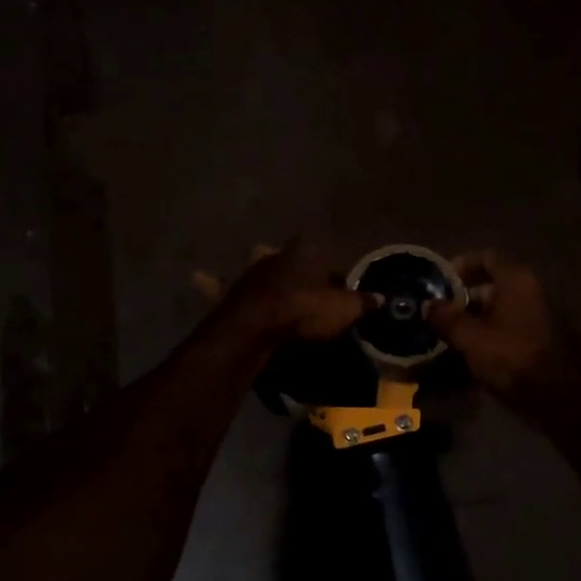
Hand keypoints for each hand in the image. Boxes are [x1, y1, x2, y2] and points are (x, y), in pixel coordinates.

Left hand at [200, 242, 369, 345]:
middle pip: (289, 258)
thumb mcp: (344, 310)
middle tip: (303, 290)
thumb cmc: (304, 311)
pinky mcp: (229, 291)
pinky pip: (217, 284)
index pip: (323, 254)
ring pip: (257, 266)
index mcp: (305, 252)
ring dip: (262, 276)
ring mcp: (249, 272)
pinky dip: (210, 281)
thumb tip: (381, 300)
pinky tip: (199, 276)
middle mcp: (275, 255)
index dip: (331, 273)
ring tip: (269, 290)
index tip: (336, 290)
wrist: (255, 327)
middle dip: (294, 268)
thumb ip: (362, 303)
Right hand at [427, 251, 578, 397]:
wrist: (560, 397)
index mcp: (517, 280)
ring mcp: (540, 314)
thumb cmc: (513, 357)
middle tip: (439, 314)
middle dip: (463, 298)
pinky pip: (510, 325)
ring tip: (450, 335)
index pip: (486, 257)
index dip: (460, 266)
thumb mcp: (471, 338)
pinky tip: (472, 351)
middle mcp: (532, 290)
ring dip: (475, 318)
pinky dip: (490, 332)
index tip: (439, 283)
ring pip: (500, 308)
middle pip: (492, 284)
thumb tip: (428, 305)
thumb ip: (447, 319)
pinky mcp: (542, 337)